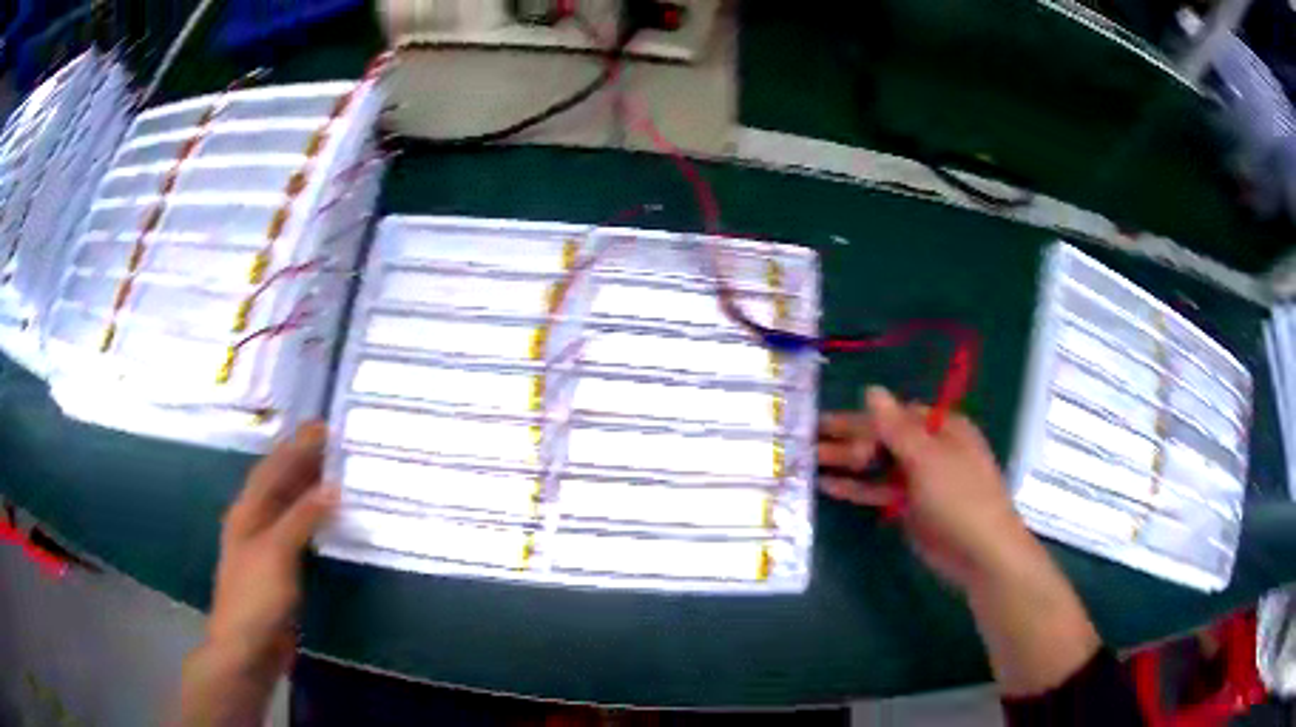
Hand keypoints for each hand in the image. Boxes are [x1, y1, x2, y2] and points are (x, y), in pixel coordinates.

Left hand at [207, 422, 337, 672]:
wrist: (246, 648)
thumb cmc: (254, 597)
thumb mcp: (275, 553)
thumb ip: (301, 518)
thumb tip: (332, 487)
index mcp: (247, 511)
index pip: (272, 468)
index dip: (295, 446)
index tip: (323, 427)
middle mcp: (255, 522)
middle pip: (280, 484)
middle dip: (304, 462)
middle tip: (337, 446)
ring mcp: (267, 547)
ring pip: (290, 508)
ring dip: (311, 490)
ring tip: (338, 474)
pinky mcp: (280, 570)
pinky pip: (299, 534)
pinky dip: (315, 521)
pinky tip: (330, 521)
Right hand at [818, 386, 1029, 590]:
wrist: (981, 553)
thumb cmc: (960, 498)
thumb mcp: (928, 459)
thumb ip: (896, 427)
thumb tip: (871, 390)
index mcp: (942, 428)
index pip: (895, 415)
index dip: (865, 421)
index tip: (833, 429)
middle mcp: (929, 449)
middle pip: (883, 438)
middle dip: (848, 439)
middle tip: (808, 437)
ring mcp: (919, 480)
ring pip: (877, 465)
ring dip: (847, 462)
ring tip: (809, 459)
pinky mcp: (909, 507)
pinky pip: (878, 491)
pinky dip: (856, 488)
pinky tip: (828, 485)